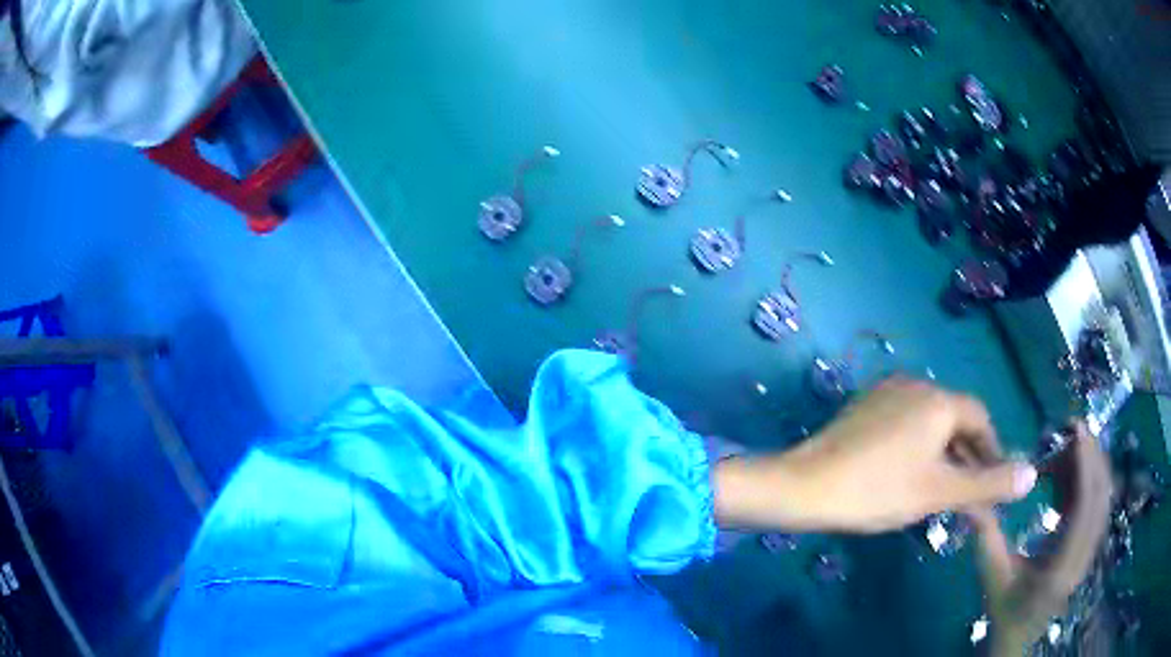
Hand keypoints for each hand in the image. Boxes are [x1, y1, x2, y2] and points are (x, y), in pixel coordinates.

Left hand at [713, 378, 1037, 532]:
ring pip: (929, 424)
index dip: (992, 450)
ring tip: (942, 492)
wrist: (805, 487)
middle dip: (967, 457)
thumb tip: (1032, 474)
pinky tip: (910, 478)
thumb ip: (988, 484)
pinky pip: (905, 425)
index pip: (980, 417)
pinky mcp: (864, 408)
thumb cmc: (879, 490)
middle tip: (969, 495)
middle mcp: (915, 385)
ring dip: (943, 455)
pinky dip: (918, 449)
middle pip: (955, 420)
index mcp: (938, 399)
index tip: (993, 482)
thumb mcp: (940, 491)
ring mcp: (886, 393)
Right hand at [968, 422, 1112, 654]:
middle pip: (1101, 493)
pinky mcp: (1090, 545)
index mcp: (1063, 564)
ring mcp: (1091, 550)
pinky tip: (1068, 476)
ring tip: (1068, 447)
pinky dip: (1087, 481)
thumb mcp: (993, 576)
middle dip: (1092, 454)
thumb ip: (987, 536)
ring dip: (1091, 465)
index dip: (1085, 463)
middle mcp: (1085, 554)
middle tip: (1071, 428)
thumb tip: (971, 496)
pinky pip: (1097, 503)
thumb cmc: (1006, 611)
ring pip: (1103, 495)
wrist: (1020, 640)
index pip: (1086, 505)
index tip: (1075, 429)